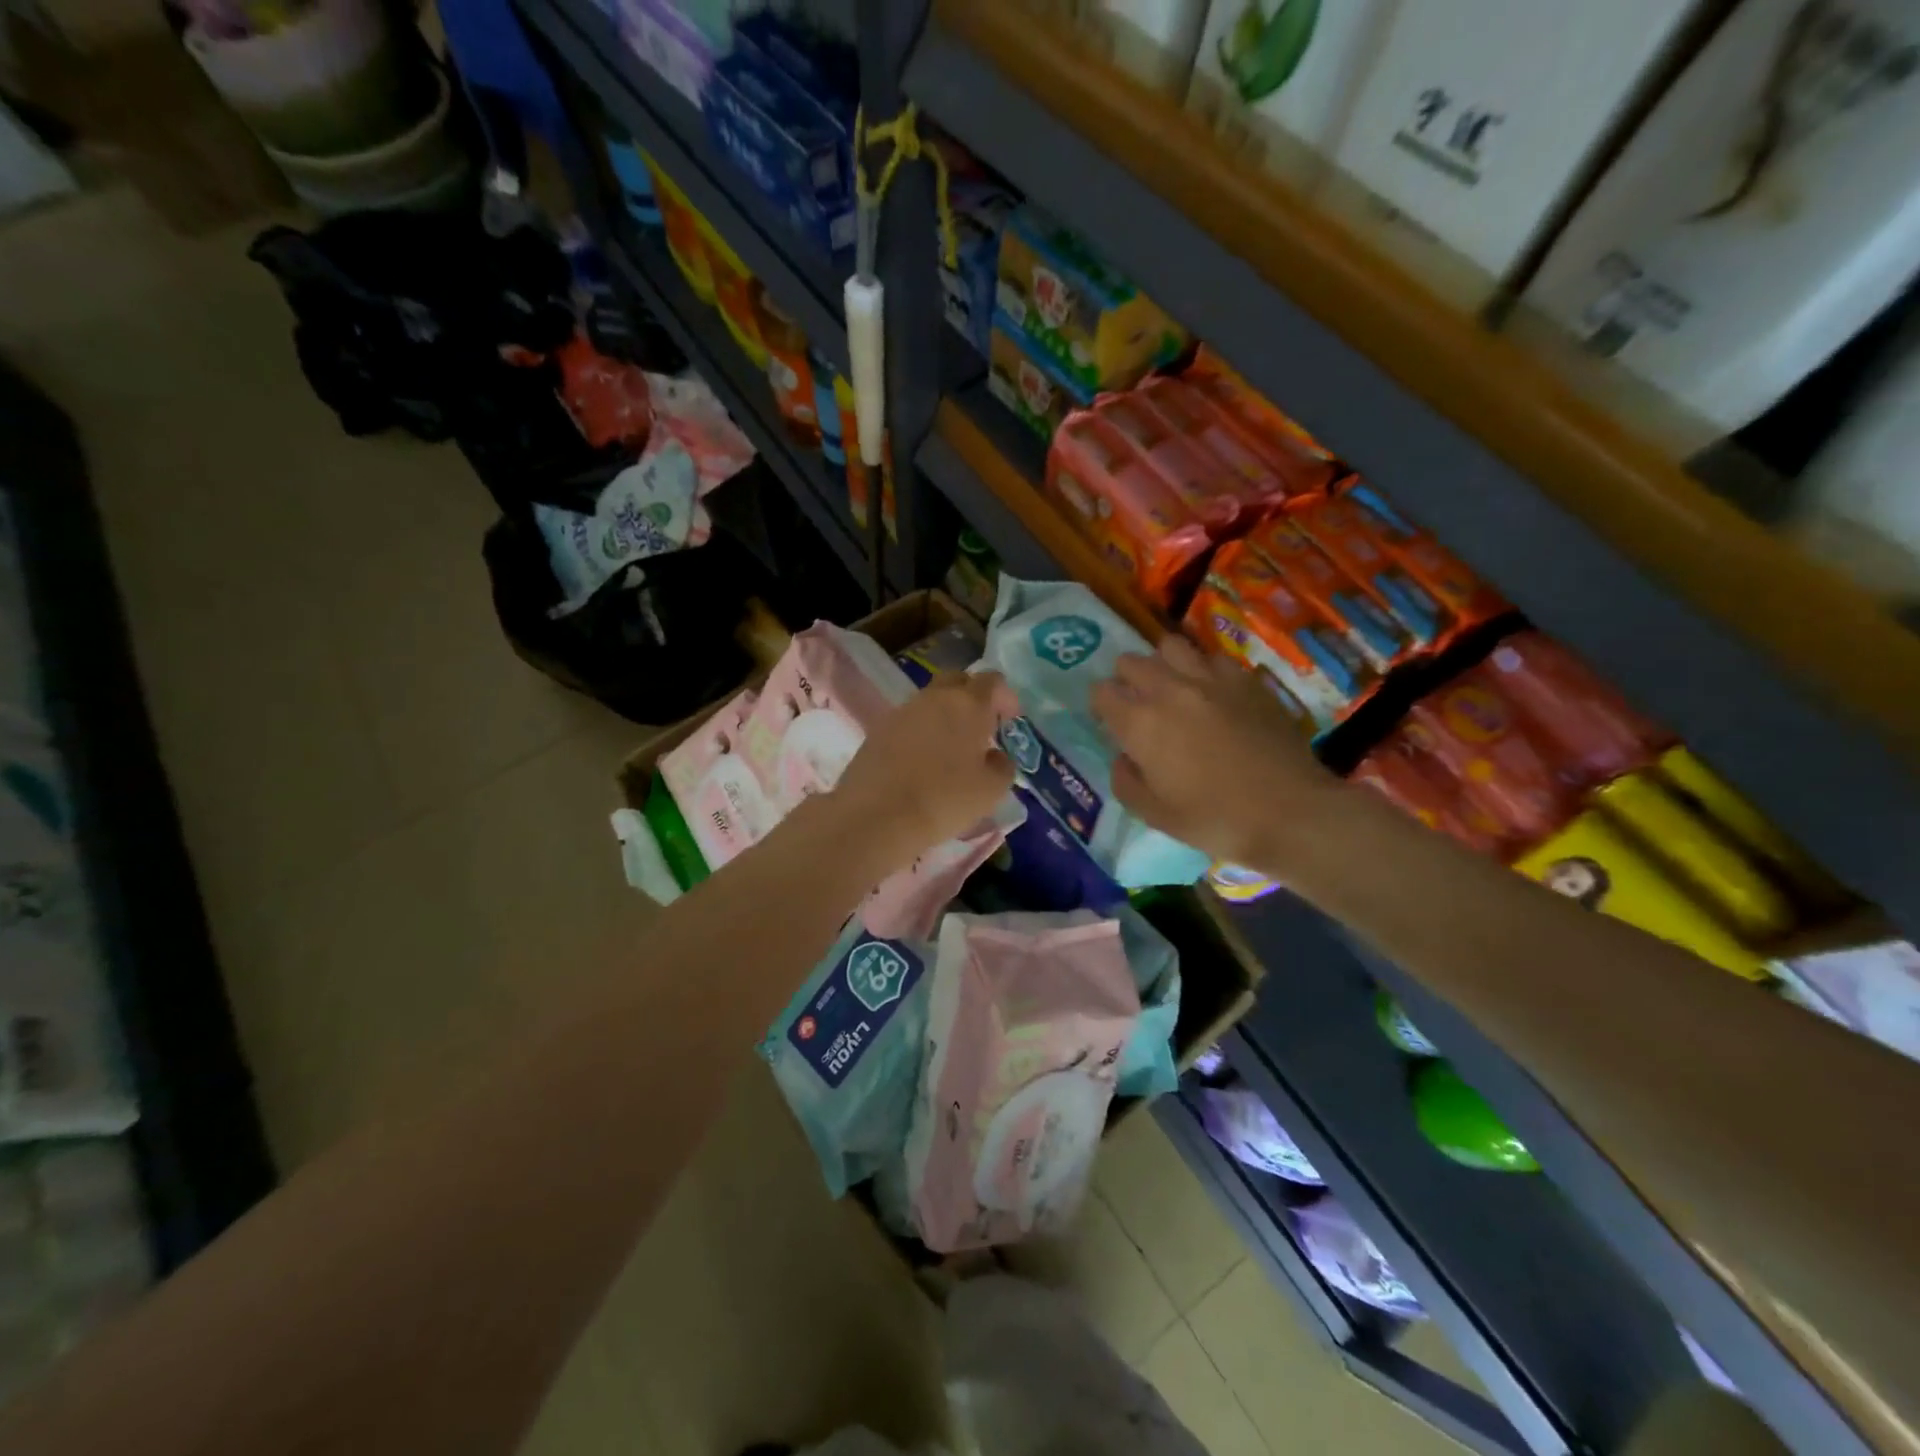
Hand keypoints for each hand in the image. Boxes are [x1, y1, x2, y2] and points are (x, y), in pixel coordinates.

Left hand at [832, 671, 1019, 859]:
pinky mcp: (879, 730)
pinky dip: (921, 732)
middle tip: (981, 728)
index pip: (992, 681)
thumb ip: (1003, 766)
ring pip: (931, 701)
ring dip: (945, 715)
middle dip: (973, 697)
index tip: (1010, 721)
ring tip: (951, 748)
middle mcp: (934, 698)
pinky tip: (923, 760)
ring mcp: (903, 711)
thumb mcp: (992, 790)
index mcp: (968, 704)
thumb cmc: (945, 800)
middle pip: (958, 681)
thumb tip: (995, 756)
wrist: (877, 816)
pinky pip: (909, 721)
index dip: (1005, 697)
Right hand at [1091, 635, 1342, 869]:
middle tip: (1138, 703)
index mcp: (1140, 724)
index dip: (1101, 705)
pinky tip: (1212, 691)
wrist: (1290, 812)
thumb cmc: (1215, 819)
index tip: (1109, 721)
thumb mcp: (1155, 815)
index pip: (1102, 692)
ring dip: (1163, 663)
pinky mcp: (1245, 680)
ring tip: (1172, 685)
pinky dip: (1203, 668)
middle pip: (1131, 662)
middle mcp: (1169, 690)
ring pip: (1171, 646)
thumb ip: (1127, 782)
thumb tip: (1124, 758)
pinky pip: (1212, 658)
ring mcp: (1210, 679)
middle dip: (1126, 679)